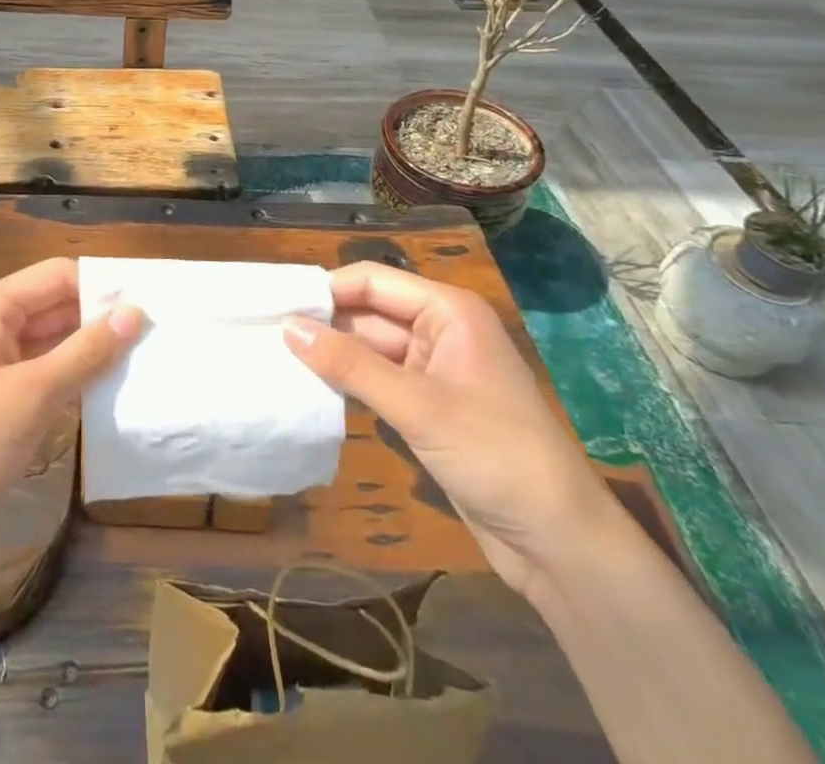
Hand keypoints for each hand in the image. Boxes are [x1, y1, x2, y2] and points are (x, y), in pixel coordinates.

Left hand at [0, 257, 142, 552]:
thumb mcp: (33, 395)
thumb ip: (86, 351)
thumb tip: (135, 312)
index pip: (58, 275)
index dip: (102, 284)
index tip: (152, 300)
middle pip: (56, 303)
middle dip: (101, 315)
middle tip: (159, 329)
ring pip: (54, 338)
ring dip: (93, 346)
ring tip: (148, 354)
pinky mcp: (1, 397)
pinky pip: (46, 370)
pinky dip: (77, 374)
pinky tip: (114, 385)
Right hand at [284, 261, 617, 597]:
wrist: (558, 543)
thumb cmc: (495, 454)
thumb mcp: (418, 405)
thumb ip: (350, 364)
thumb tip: (287, 327)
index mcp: (447, 311)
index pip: (374, 282)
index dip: (326, 290)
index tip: (275, 304)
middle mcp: (439, 331)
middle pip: (369, 313)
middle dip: (324, 323)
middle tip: (266, 332)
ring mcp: (433, 371)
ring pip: (370, 348)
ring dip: (332, 355)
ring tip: (276, 357)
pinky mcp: (427, 407)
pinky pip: (378, 381)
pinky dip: (348, 382)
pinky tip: (311, 387)